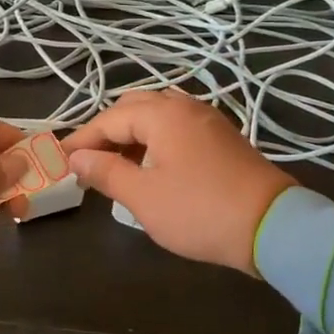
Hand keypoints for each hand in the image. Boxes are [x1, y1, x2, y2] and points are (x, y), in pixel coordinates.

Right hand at [63, 90, 293, 275]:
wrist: (273, 227)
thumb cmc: (199, 211)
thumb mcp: (143, 197)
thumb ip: (106, 172)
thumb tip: (76, 158)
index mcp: (163, 114)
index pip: (110, 119)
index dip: (82, 139)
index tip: (60, 160)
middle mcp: (185, 106)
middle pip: (134, 107)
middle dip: (106, 131)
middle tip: (88, 160)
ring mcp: (208, 120)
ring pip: (158, 115)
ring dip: (132, 134)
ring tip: (115, 164)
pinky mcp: (223, 138)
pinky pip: (178, 127)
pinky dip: (156, 139)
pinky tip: (150, 165)